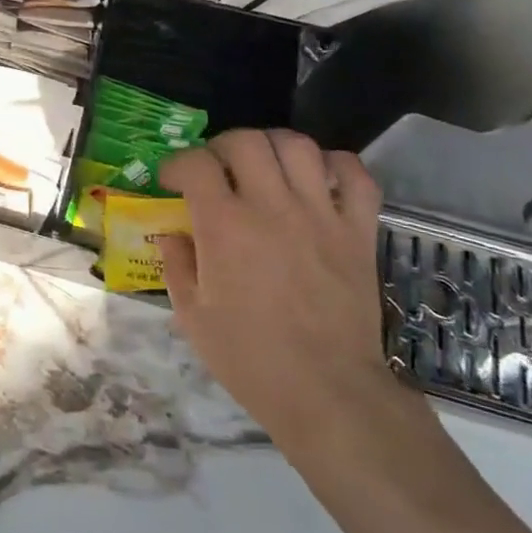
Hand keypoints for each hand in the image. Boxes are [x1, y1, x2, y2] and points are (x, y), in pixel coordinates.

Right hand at [159, 129, 404, 466]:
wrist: (327, 392)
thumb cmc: (250, 358)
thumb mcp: (192, 315)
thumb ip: (176, 264)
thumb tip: (174, 233)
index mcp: (224, 226)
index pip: (196, 163)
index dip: (178, 164)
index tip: (173, 181)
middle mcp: (271, 207)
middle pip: (245, 141)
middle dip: (221, 146)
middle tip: (216, 170)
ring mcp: (320, 214)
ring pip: (297, 146)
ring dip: (272, 146)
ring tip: (263, 167)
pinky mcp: (357, 230)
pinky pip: (355, 176)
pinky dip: (335, 165)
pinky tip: (318, 179)